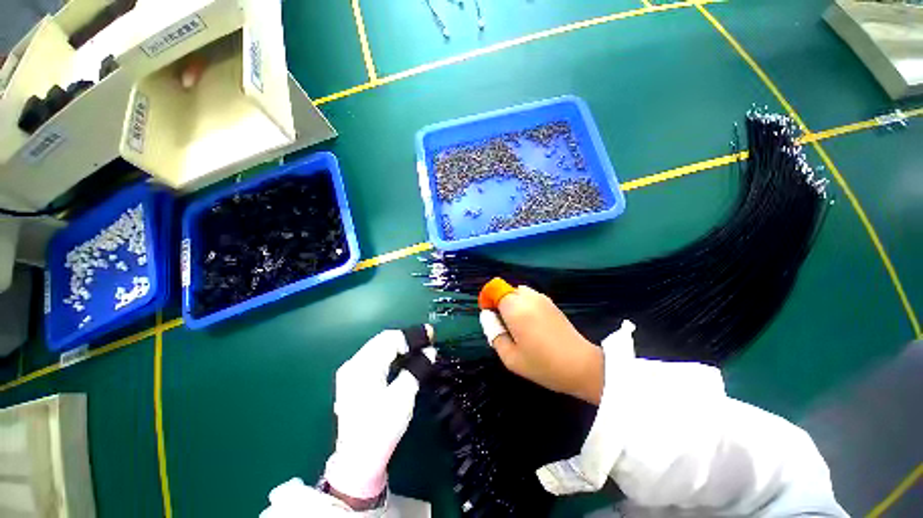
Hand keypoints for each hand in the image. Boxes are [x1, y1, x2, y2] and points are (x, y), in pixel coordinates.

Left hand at [325, 327, 434, 501]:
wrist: (357, 462)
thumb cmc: (381, 428)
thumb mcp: (403, 397)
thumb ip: (417, 369)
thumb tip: (430, 350)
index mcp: (363, 366)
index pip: (390, 339)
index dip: (412, 334)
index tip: (431, 334)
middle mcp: (353, 364)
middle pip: (383, 340)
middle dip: (407, 338)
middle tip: (428, 339)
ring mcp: (351, 373)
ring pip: (379, 348)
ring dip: (400, 345)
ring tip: (419, 347)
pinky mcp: (353, 381)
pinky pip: (375, 357)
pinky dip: (391, 354)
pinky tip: (403, 359)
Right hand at [480, 286, 603, 404]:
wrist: (581, 365)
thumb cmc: (542, 364)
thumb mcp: (510, 357)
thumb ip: (494, 334)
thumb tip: (487, 316)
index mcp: (515, 307)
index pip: (494, 289)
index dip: (487, 300)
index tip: (490, 318)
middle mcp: (527, 297)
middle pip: (505, 290)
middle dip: (500, 304)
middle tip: (505, 327)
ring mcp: (541, 298)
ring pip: (518, 293)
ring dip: (513, 304)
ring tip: (519, 327)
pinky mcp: (551, 303)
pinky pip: (530, 297)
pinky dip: (525, 305)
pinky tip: (533, 325)